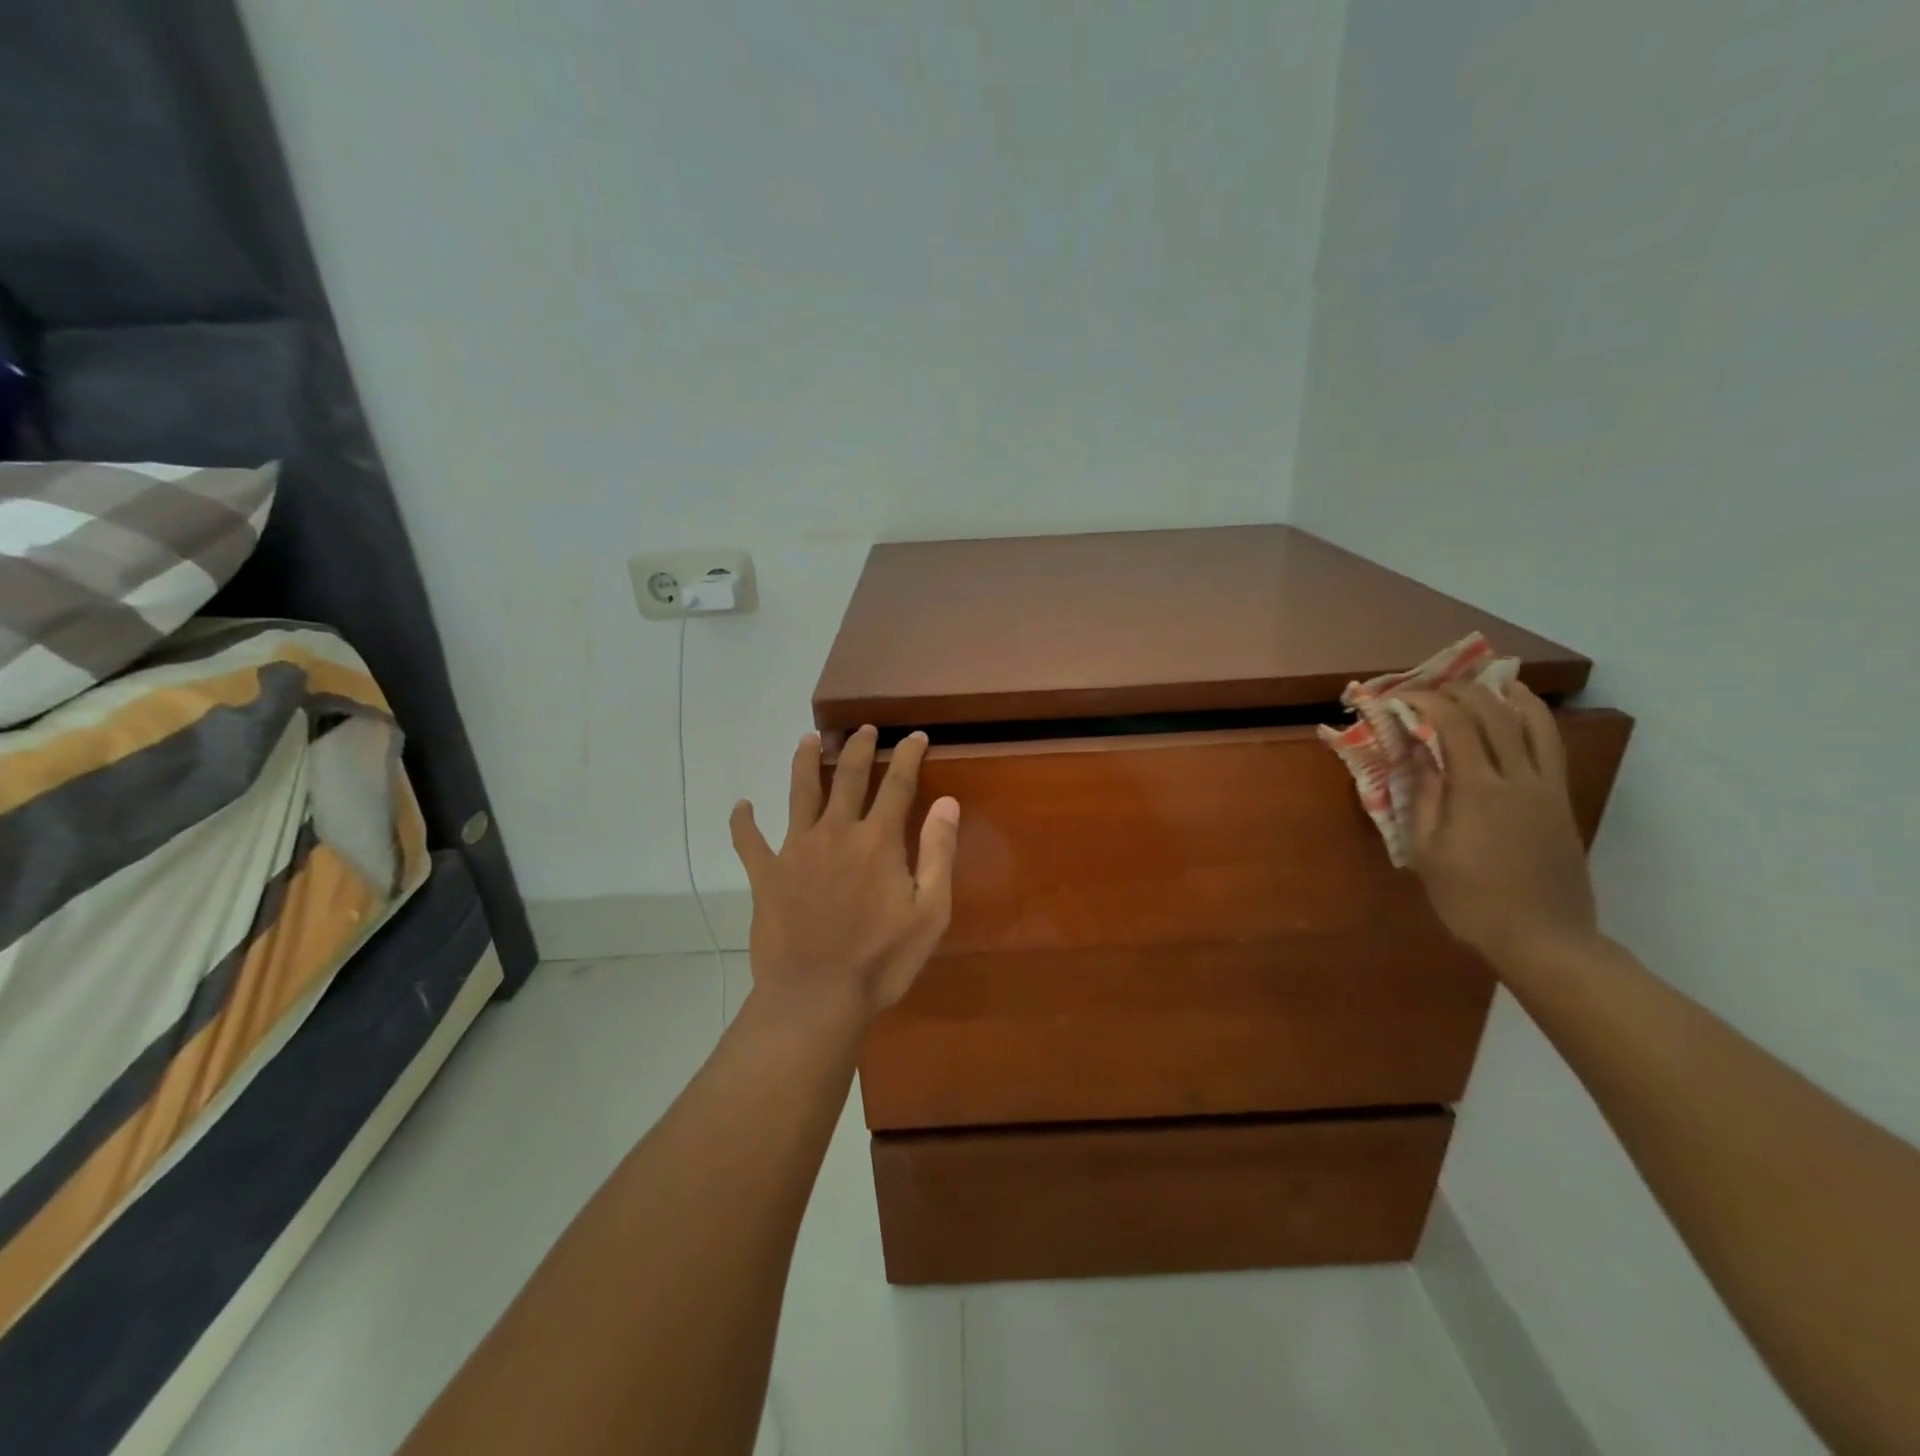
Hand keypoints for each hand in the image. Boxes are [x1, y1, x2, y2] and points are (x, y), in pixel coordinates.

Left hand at [730, 727, 960, 1030]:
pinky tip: (741, 806)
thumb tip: (947, 802)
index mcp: (878, 840)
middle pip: (847, 777)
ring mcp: (796, 850)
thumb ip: (939, 852)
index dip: (907, 755)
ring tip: (808, 739)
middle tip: (864, 727)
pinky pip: (748, 841)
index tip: (915, 736)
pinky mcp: (766, 875)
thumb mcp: (930, 912)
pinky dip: (743, 822)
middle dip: (858, 748)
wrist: (815, 997)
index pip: (897, 784)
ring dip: (805, 762)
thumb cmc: (881, 960)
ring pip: (799, 793)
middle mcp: (836, 832)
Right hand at [1403, 682, 1599, 967]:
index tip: (1398, 697)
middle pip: (1494, 712)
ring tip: (1485, 684)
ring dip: (1506, 695)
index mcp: (1478, 790)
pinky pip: (1550, 745)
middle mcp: (1518, 778)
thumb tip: (1416, 756)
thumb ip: (1423, 798)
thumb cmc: (1471, 900)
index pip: (1454, 723)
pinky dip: (1532, 720)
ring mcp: (1546, 787)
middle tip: (1430, 689)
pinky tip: (1517, 718)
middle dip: (1459, 691)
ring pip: (1534, 722)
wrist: (1544, 938)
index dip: (1424, 700)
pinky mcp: (1561, 800)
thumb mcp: (1428, 852)